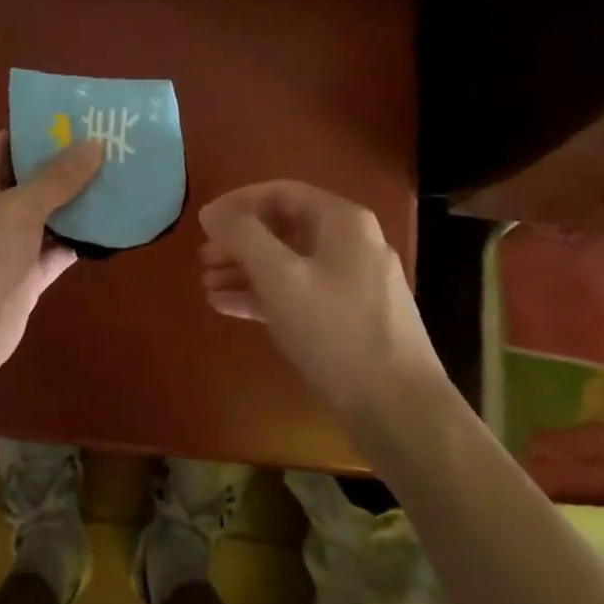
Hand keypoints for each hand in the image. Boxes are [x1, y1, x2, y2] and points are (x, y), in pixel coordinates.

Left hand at [0, 131, 102, 396]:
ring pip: (48, 214)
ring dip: (80, 203)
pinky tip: (114, 227)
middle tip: (116, 147)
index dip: (46, 130)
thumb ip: (58, 177)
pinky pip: (55, 249)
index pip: (11, 141)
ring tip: (124, 180)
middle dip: (71, 166)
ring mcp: (5, 243)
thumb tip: (94, 144)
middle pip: (33, 177)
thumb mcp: (19, 207)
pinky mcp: (22, 275)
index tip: (87, 120)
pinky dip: (79, 240)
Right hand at [198, 181, 441, 432]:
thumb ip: (242, 236)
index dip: (238, 203)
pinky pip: (301, 292)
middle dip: (240, 242)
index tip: (205, 223)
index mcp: (342, 221)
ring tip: (208, 286)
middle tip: (203, 259)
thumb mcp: (280, 277)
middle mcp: (352, 243)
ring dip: (248, 271)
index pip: (280, 193)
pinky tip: (230, 308)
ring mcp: (354, 282)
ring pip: (290, 263)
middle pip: (284, 228)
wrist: (400, 411)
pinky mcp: (351, 318)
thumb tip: (212, 211)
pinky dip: (266, 295)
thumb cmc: (335, 331)